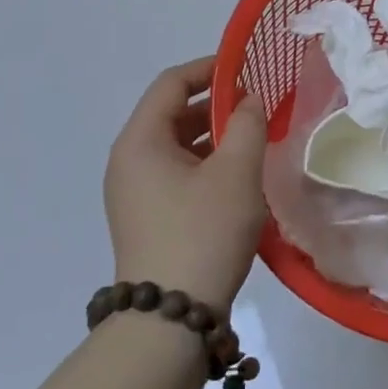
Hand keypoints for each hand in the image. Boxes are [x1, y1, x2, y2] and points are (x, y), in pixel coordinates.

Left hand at [104, 57, 267, 311]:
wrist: (172, 320)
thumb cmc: (203, 232)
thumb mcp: (236, 172)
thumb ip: (247, 124)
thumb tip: (250, 100)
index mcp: (140, 142)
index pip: (171, 83)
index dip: (210, 69)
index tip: (248, 69)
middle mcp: (129, 161)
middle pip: (172, 113)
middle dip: (216, 104)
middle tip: (258, 106)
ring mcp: (135, 192)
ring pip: (177, 145)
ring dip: (214, 135)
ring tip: (254, 138)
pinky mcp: (147, 217)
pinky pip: (177, 173)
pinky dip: (206, 163)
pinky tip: (238, 175)